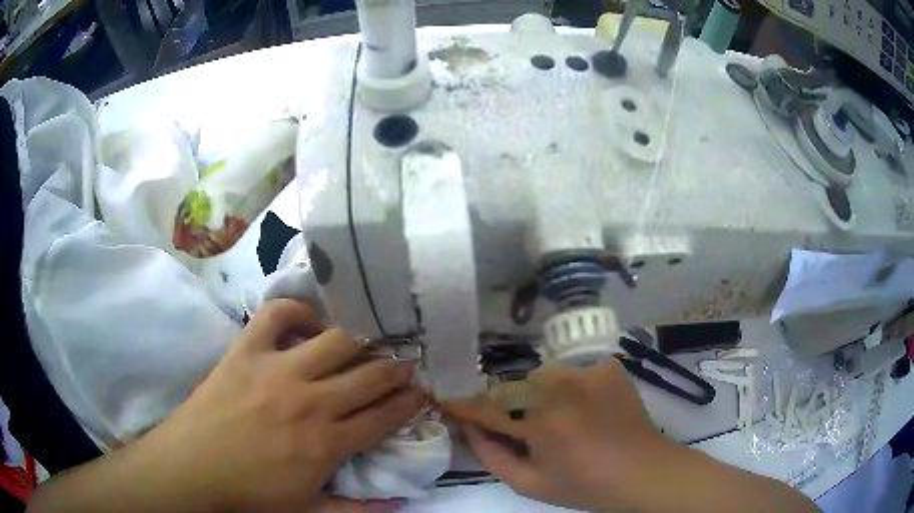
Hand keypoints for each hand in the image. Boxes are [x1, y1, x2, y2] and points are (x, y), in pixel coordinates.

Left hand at [131, 299, 426, 511]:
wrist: (193, 468)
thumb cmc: (250, 494)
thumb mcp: (308, 512)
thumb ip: (356, 508)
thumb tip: (400, 503)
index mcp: (327, 444)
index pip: (384, 416)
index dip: (409, 402)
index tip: (421, 392)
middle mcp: (310, 402)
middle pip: (369, 374)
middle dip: (397, 367)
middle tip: (406, 363)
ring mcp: (277, 370)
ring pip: (336, 340)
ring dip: (362, 338)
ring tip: (369, 340)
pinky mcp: (246, 350)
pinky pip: (278, 314)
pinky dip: (297, 310)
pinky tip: (309, 321)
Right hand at [441, 360, 670, 510]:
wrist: (643, 471)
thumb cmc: (585, 485)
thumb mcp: (530, 484)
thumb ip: (491, 455)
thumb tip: (469, 428)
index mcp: (541, 421)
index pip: (487, 406)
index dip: (463, 404)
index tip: (445, 400)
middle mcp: (562, 387)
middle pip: (513, 388)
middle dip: (505, 405)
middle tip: (517, 427)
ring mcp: (588, 372)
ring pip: (541, 378)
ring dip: (537, 396)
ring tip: (558, 421)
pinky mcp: (606, 367)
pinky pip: (571, 374)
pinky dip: (568, 390)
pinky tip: (583, 410)